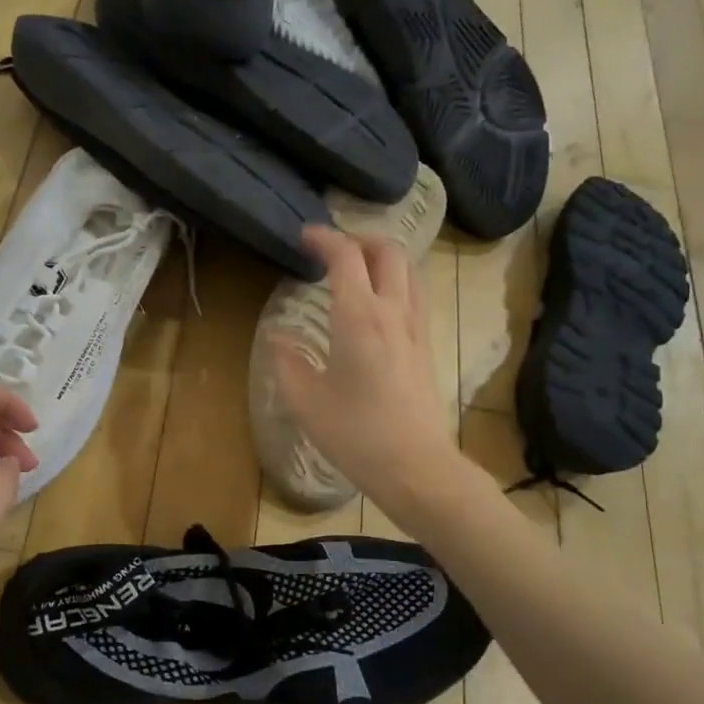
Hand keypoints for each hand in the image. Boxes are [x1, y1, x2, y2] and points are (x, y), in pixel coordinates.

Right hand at [271, 226, 457, 506]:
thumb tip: (276, 337)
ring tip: (356, 270)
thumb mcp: (306, 401)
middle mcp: (393, 312)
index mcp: (359, 317)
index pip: (346, 256)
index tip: (305, 236)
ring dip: (383, 258)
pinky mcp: (427, 346)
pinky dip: (396, 281)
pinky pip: (415, 294)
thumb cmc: (356, 434)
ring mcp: (416, 328)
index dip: (324, 238)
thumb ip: (286, 362)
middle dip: (359, 239)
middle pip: (388, 251)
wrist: (416, 466)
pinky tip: (377, 305)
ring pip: (409, 270)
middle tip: (332, 250)